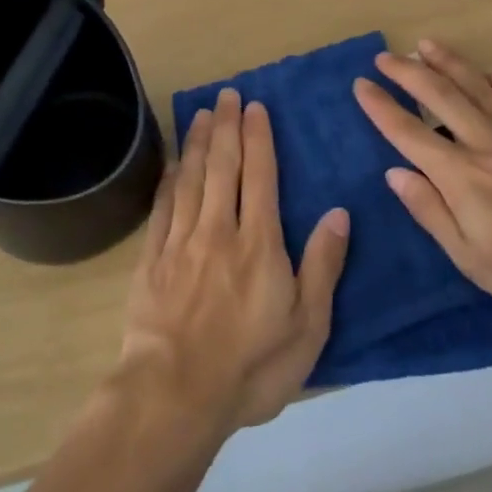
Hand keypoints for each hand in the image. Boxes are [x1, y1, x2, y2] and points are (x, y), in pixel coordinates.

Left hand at [119, 88, 349, 434]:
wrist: (174, 396)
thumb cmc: (250, 366)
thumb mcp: (307, 326)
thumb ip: (322, 266)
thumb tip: (339, 213)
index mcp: (259, 243)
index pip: (259, 176)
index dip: (258, 138)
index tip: (254, 107)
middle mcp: (218, 230)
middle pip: (223, 167)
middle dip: (227, 127)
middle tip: (226, 95)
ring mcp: (181, 243)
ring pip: (191, 179)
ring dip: (198, 143)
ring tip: (202, 113)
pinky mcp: (152, 262)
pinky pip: (162, 208)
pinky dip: (169, 180)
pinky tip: (172, 164)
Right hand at [352, 41, 491, 320]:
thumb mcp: (473, 258)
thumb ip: (431, 211)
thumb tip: (395, 173)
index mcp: (462, 175)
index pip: (409, 133)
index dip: (381, 107)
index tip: (361, 85)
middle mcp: (486, 141)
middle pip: (439, 95)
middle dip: (407, 72)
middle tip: (383, 57)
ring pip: (476, 84)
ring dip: (447, 61)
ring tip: (424, 45)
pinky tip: (488, 73)